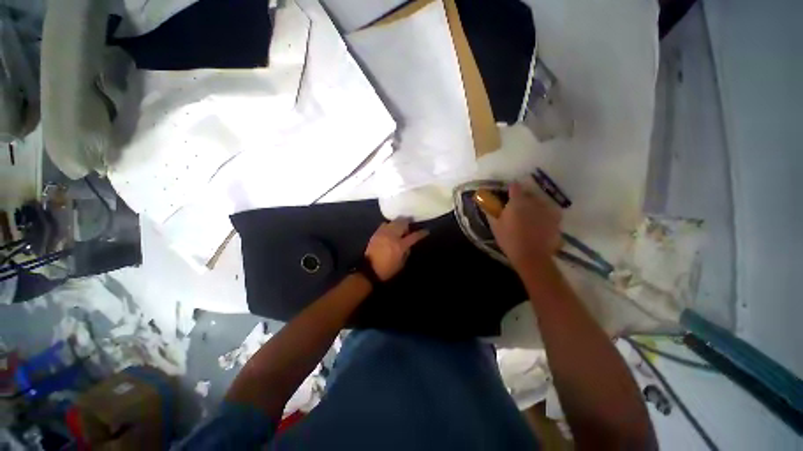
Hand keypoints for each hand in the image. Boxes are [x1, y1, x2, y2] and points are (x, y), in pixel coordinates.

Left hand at [365, 218, 428, 280]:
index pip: (414, 236)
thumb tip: (408, 245)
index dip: (421, 233)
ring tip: (401, 226)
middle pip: (403, 223)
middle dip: (409, 222)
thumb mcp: (401, 264)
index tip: (426, 231)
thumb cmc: (387, 269)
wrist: (369, 269)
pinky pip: (385, 224)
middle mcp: (392, 236)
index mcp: (400, 246)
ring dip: (399, 222)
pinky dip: (390, 224)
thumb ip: (406, 252)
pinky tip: (391, 228)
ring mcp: (384, 233)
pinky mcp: (377, 233)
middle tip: (411, 224)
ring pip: (394, 222)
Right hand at [488, 182, 561, 269]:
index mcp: (517, 202)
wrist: (531, 256)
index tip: (508, 193)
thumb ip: (491, 212)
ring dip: (534, 205)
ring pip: (540, 201)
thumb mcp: (495, 226)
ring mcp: (547, 209)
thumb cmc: (509, 239)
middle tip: (517, 208)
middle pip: (528, 193)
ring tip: (530, 216)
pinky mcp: (556, 219)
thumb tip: (484, 203)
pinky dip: (545, 214)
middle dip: (523, 198)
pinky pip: (550, 211)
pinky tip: (541, 222)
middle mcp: (534, 201)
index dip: (511, 188)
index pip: (514, 186)